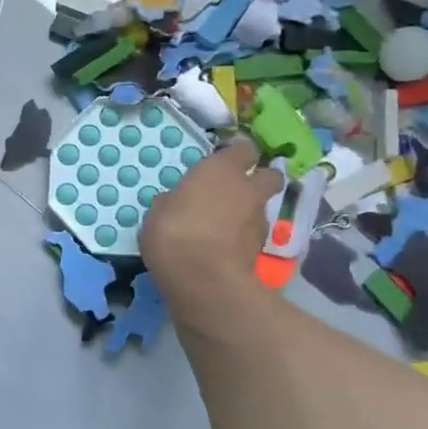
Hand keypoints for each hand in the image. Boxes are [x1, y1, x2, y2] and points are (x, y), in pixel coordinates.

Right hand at [141, 138, 282, 310]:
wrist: (203, 279)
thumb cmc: (174, 232)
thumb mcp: (158, 212)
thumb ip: (173, 201)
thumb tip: (175, 201)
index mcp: (221, 169)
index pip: (243, 149)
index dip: (236, 155)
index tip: (224, 162)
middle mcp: (248, 189)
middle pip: (269, 175)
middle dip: (259, 180)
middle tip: (237, 190)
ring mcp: (258, 220)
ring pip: (261, 207)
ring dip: (249, 212)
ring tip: (225, 226)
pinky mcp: (261, 250)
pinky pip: (253, 236)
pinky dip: (243, 238)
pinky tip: (224, 248)